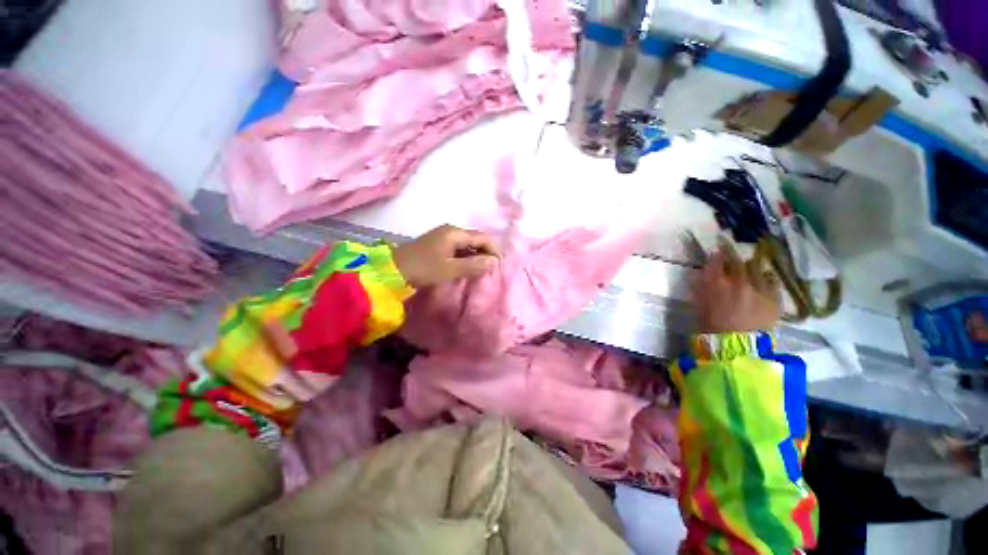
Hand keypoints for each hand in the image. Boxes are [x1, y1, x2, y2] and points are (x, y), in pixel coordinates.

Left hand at [393, 225, 499, 287]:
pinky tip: (468, 268)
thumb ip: (473, 265)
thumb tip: (495, 262)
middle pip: (476, 239)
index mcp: (455, 233)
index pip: (483, 237)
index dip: (494, 249)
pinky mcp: (438, 246)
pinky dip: (466, 258)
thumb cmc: (423, 268)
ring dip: (476, 256)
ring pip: (467, 245)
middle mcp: (451, 231)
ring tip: (483, 271)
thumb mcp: (450, 269)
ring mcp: (443, 238)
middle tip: (493, 269)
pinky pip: (459, 250)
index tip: (500, 265)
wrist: (392, 271)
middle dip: (486, 253)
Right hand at [693, 244, 779, 332]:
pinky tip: (764, 280)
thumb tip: (697, 274)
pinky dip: (767, 279)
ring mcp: (759, 289)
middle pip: (738, 261)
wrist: (736, 347)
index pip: (716, 261)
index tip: (716, 250)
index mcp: (716, 283)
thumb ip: (698, 288)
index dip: (716, 254)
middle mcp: (739, 281)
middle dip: (733, 255)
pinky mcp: (774, 299)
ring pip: (757, 269)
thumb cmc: (710, 327)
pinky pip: (772, 282)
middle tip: (732, 252)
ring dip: (751, 266)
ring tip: (750, 267)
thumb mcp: (698, 305)